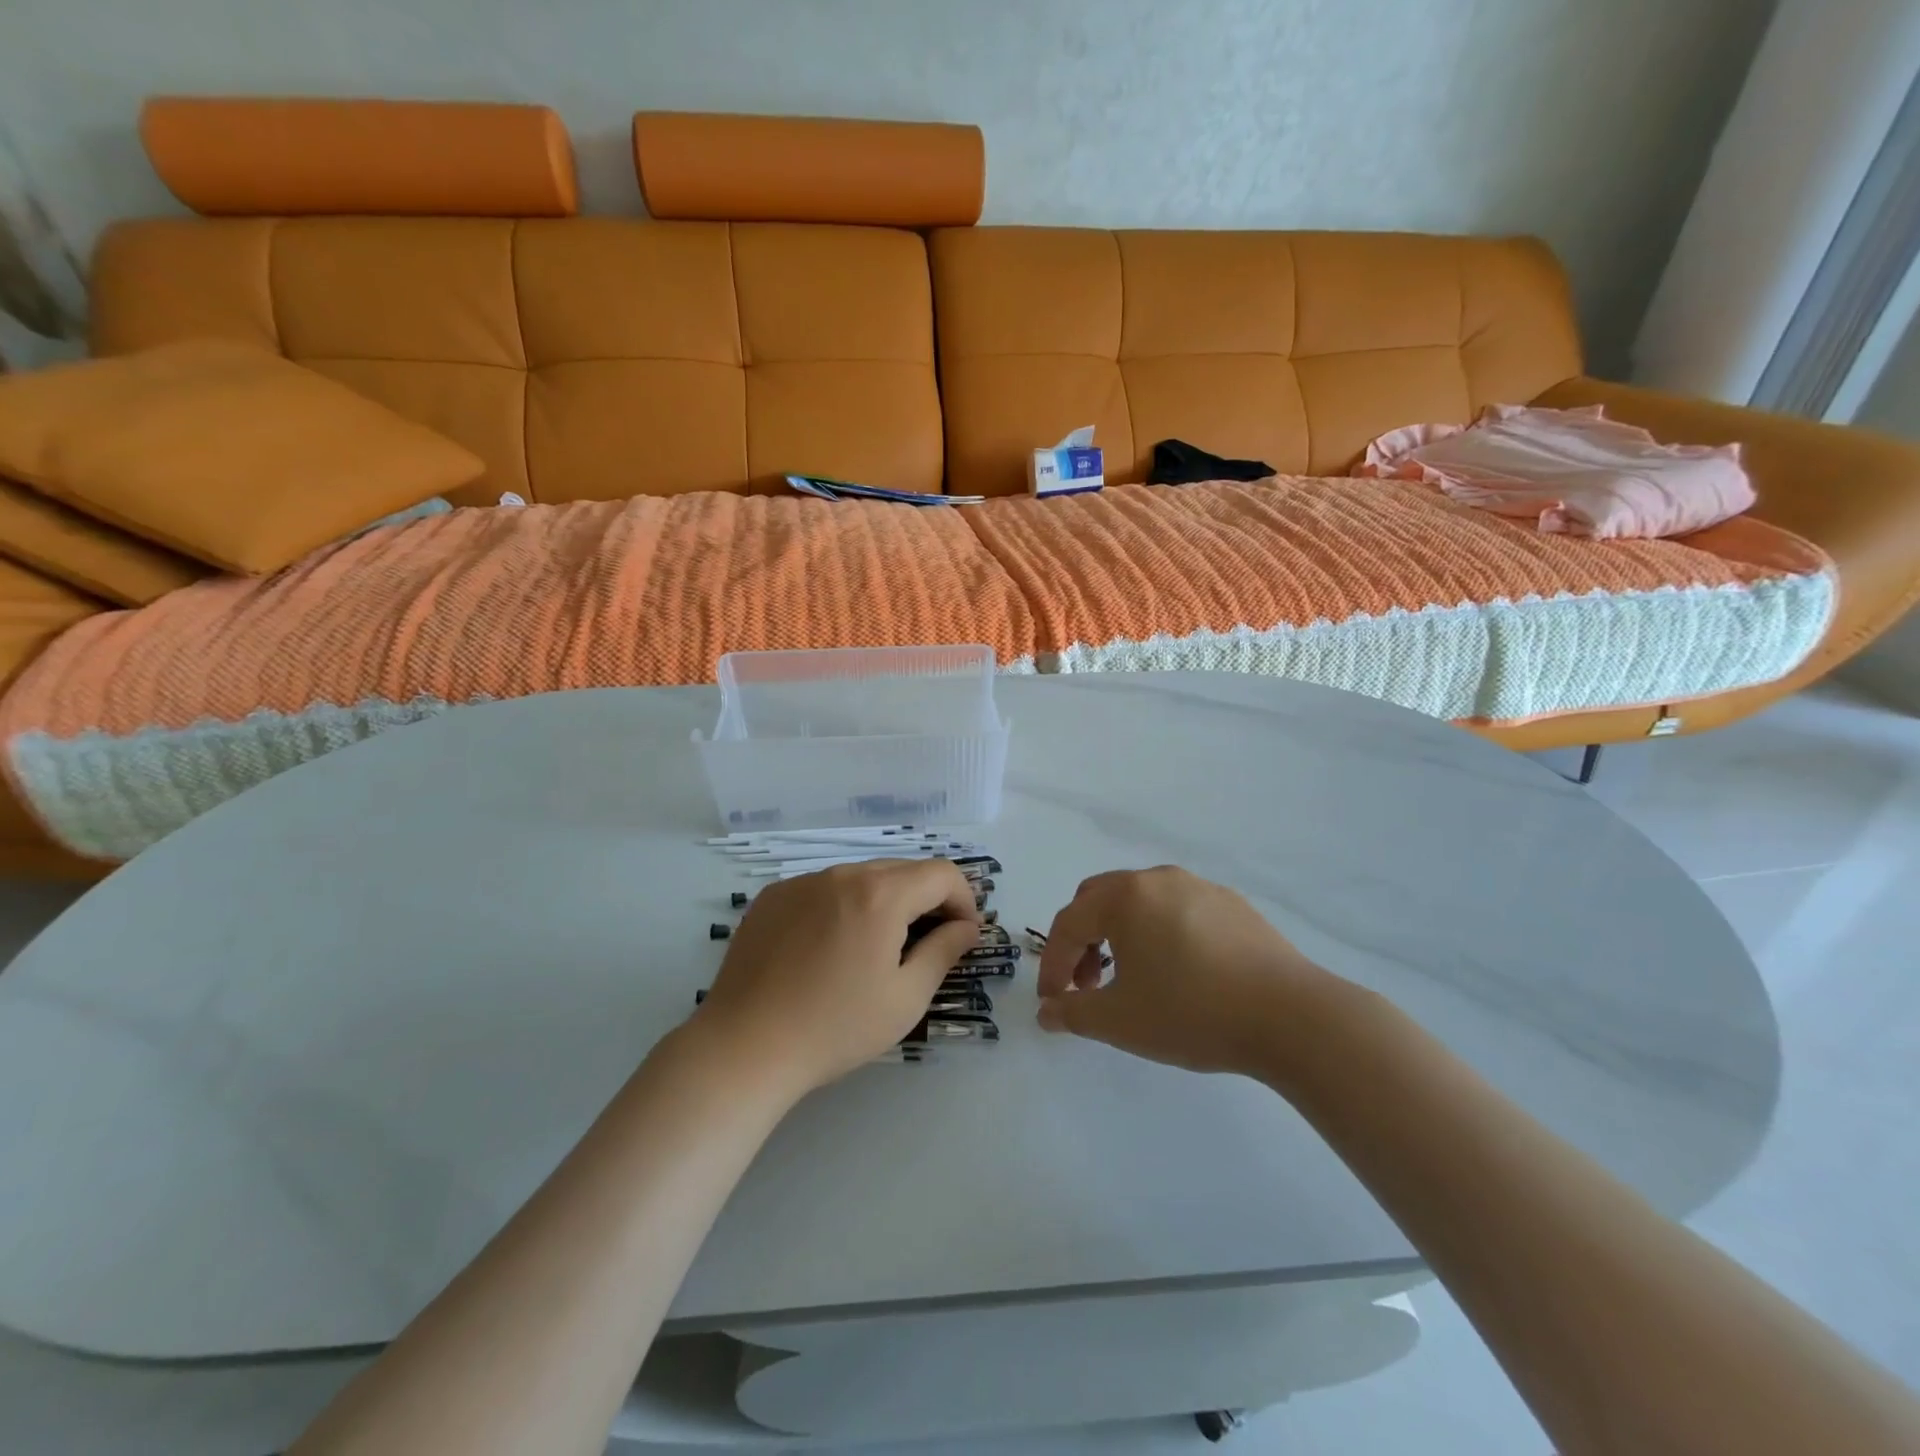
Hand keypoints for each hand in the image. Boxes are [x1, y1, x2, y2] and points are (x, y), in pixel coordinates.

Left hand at [694, 859, 980, 1096]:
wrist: (744, 1046)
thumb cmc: (835, 1027)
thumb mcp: (905, 998)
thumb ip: (944, 952)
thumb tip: (966, 927)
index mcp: (880, 894)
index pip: (941, 874)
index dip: (964, 900)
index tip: (963, 935)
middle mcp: (842, 874)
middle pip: (902, 870)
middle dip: (927, 899)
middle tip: (929, 944)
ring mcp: (802, 882)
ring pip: (861, 877)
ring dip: (884, 902)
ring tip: (876, 949)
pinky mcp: (772, 897)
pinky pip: (824, 889)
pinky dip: (843, 907)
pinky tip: (830, 950)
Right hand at [1036, 866, 1340, 1076]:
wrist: (1292, 1016)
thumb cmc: (1192, 1012)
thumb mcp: (1120, 1021)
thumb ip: (1073, 1013)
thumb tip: (1048, 1012)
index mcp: (1124, 897)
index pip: (1069, 924)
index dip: (1053, 964)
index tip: (1053, 1002)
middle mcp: (1157, 879)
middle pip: (1099, 900)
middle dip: (1084, 941)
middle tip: (1089, 984)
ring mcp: (1199, 887)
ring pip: (1141, 903)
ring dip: (1121, 936)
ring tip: (1134, 980)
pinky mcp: (1232, 904)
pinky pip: (1178, 910)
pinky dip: (1160, 934)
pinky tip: (1181, 972)